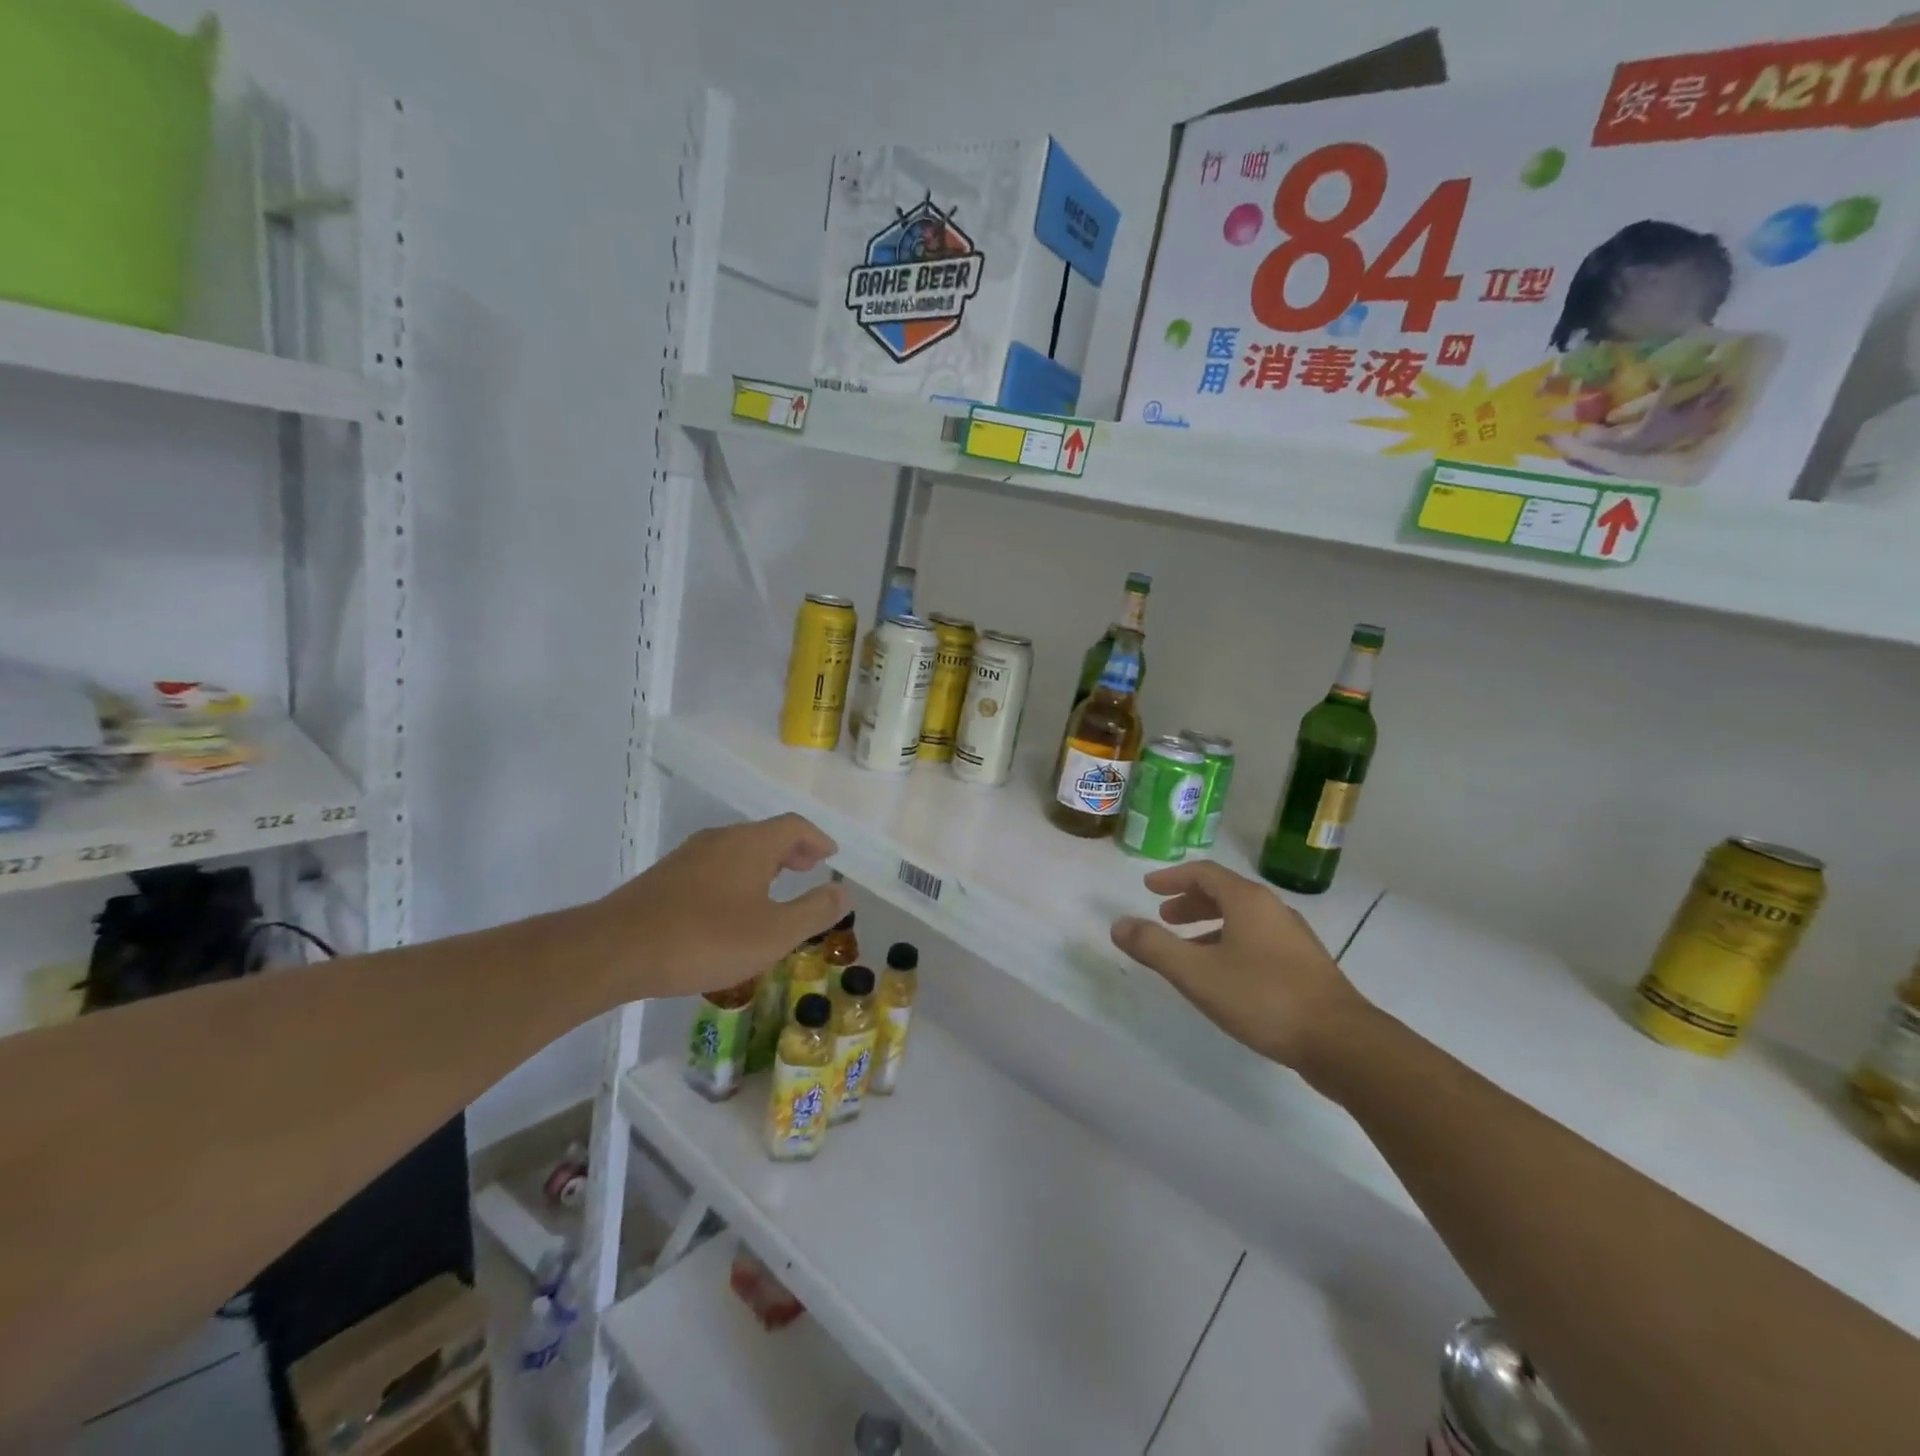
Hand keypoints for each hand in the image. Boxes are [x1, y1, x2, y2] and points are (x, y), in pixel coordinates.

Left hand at [590, 814, 848, 1000]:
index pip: (794, 826)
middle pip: (765, 834)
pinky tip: (732, 907)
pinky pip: (715, 865)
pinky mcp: (665, 877)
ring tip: (775, 888)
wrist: (616, 950)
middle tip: (809, 868)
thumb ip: (814, 911)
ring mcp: (688, 856)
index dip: (817, 839)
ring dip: (764, 863)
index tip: (831, 856)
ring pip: (737, 849)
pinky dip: (737, 875)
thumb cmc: (706, 939)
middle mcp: (720, 839)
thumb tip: (844, 891)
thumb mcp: (774, 933)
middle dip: (792, 850)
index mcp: (751, 844)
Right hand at [1110, 860, 1370, 1070]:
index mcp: (1247, 901)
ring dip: (1210, 926)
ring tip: (1188, 950)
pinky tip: (1224, 976)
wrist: (1341, 1042)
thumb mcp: (1196, 973)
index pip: (1204, 873)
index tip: (1148, 888)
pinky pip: (1257, 940)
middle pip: (1225, 893)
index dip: (1173, 878)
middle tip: (1165, 918)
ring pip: (1242, 919)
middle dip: (1190, 902)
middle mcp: (1272, 910)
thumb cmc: (1262, 997)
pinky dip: (1230, 944)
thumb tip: (1118, 924)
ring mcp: (1293, 938)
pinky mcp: (1305, 966)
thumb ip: (1154, 947)